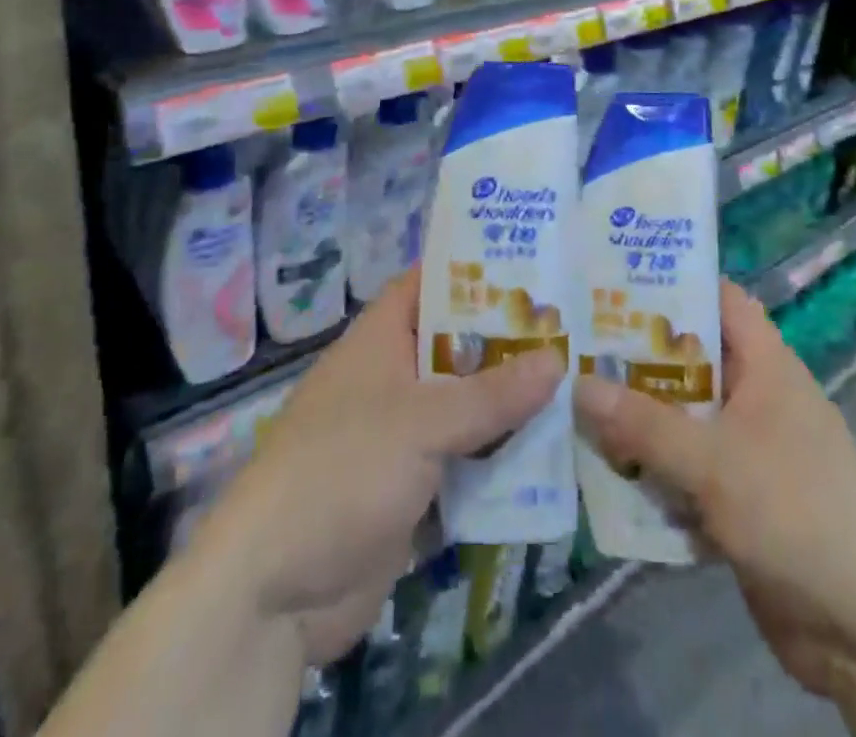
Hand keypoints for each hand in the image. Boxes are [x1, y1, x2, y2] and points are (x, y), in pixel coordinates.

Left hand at [193, 268, 562, 664]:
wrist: (274, 592)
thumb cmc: (342, 472)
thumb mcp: (422, 423)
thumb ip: (492, 394)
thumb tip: (558, 360)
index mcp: (381, 340)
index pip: (429, 284)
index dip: (474, 269)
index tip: (532, 262)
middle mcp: (392, 378)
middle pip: (458, 347)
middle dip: (509, 340)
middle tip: (575, 326)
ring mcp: (402, 435)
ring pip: (467, 405)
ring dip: (512, 403)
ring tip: (580, 381)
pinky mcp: (413, 488)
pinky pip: (466, 459)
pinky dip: (501, 456)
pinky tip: (554, 451)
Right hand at [573, 281, 855, 703]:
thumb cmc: (797, 513)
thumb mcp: (714, 462)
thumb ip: (643, 424)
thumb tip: (576, 384)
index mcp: (766, 366)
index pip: (719, 300)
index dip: (673, 283)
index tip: (613, 279)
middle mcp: (756, 399)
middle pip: (690, 362)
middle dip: (636, 358)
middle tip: (572, 345)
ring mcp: (749, 452)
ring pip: (682, 420)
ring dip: (636, 421)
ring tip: (571, 403)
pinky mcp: (739, 501)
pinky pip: (685, 472)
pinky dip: (652, 472)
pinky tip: (603, 474)